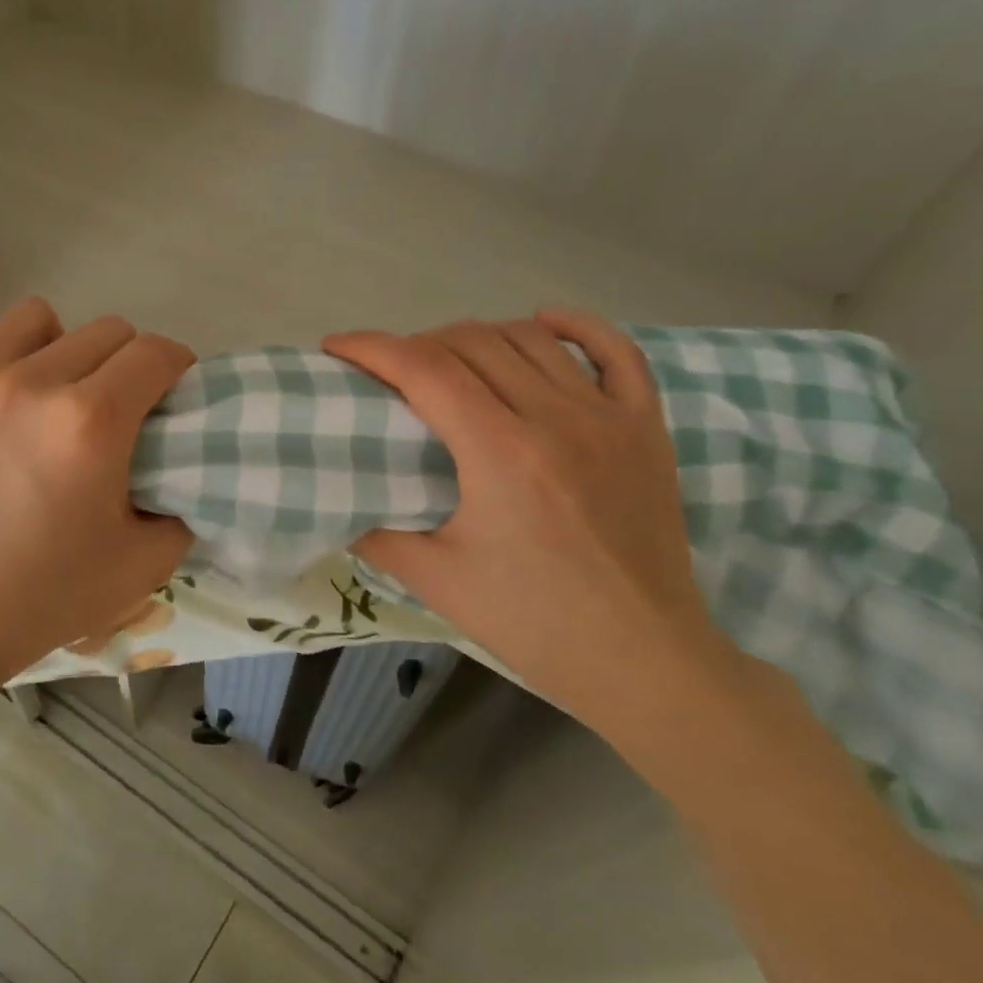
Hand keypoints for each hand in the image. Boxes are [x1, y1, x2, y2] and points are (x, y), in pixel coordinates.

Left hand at [0, 298, 196, 691]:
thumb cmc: (35, 603)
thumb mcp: (139, 570)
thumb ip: (180, 511)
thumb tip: (177, 474)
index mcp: (89, 423)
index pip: (155, 354)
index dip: (176, 367)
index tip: (169, 393)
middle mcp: (26, 382)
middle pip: (104, 330)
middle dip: (124, 363)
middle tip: (111, 408)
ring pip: (33, 319)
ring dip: (56, 348)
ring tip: (42, 394)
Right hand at [322, 309, 741, 733]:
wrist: (643, 660)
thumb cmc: (534, 624)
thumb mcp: (436, 581)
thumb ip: (376, 534)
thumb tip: (339, 504)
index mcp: (500, 453)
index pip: (424, 369)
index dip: (372, 347)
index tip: (337, 347)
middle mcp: (556, 418)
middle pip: (471, 342)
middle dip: (416, 344)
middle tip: (388, 373)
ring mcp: (608, 416)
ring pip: (530, 338)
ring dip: (476, 336)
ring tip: (448, 360)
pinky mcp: (646, 427)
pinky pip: (615, 351)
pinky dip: (574, 325)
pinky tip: (541, 323)